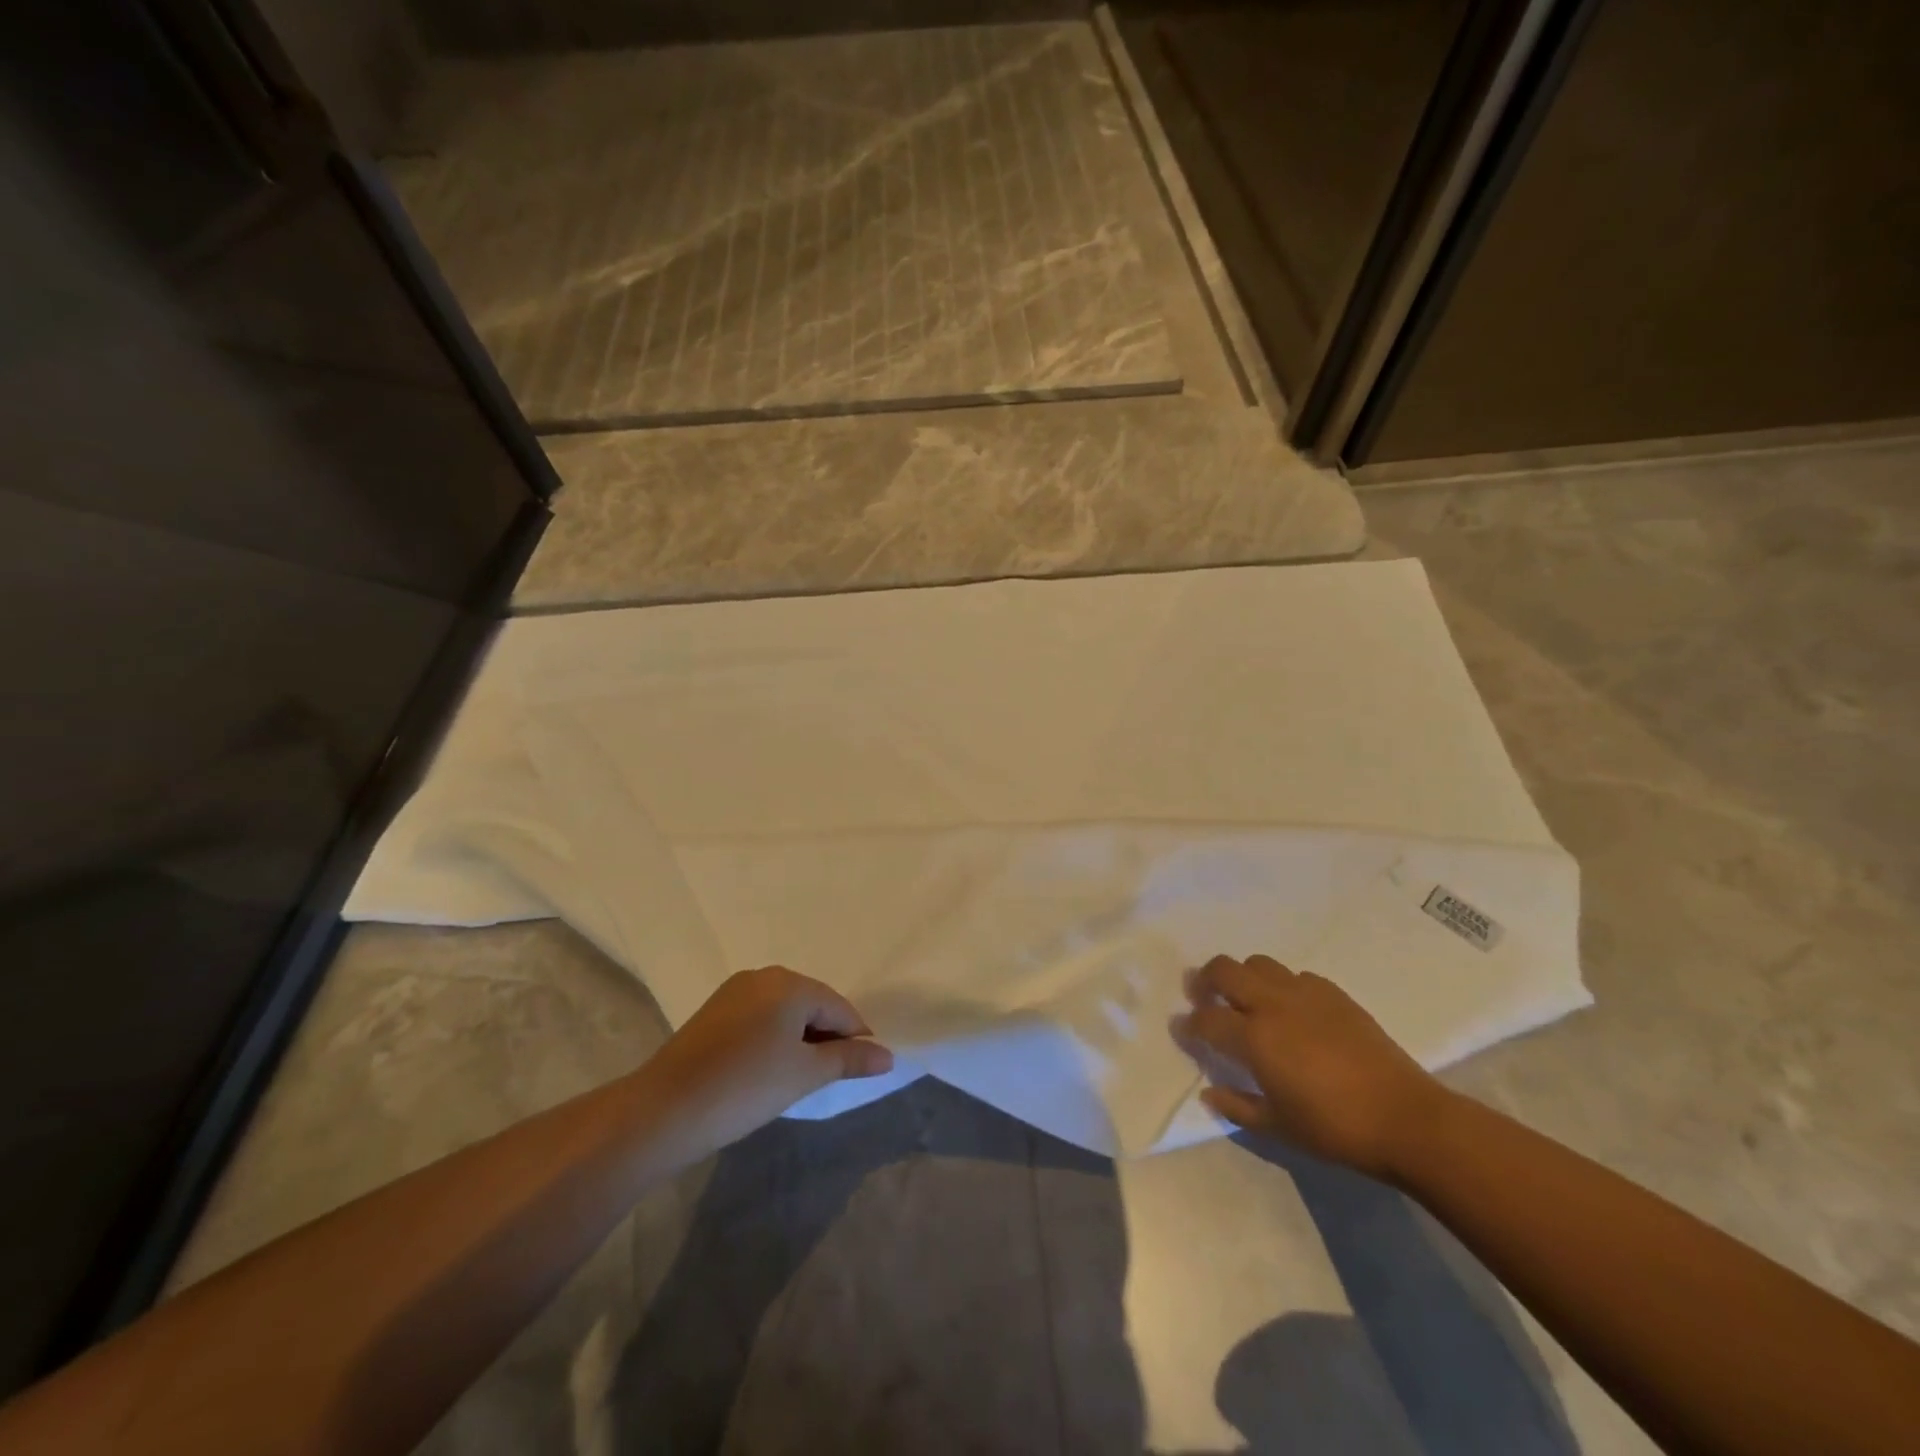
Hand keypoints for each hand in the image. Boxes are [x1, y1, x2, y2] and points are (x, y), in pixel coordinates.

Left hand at [640, 967, 893, 1159]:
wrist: (664, 1110)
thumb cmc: (746, 1087)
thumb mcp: (805, 1074)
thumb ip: (849, 1059)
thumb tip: (888, 1055)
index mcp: (790, 983)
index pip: (839, 1007)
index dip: (855, 1039)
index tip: (860, 1070)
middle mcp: (763, 976)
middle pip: (812, 1003)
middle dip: (826, 1037)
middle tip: (828, 1078)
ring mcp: (734, 991)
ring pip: (784, 1011)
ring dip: (799, 1039)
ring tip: (798, 1077)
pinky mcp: (714, 1012)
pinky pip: (759, 1018)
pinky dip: (772, 1039)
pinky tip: (767, 1070)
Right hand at [1171, 954, 1444, 1179]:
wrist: (1406, 1118)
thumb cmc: (1335, 1129)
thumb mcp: (1278, 1128)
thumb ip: (1238, 1106)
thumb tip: (1209, 1092)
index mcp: (1254, 1038)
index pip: (1206, 1019)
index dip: (1188, 1024)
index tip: (1182, 1029)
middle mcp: (1273, 1004)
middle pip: (1224, 970)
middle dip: (1205, 980)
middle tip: (1203, 997)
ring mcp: (1304, 993)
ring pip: (1258, 964)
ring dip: (1243, 977)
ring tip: (1247, 1000)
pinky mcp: (1333, 993)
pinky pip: (1295, 976)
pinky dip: (1282, 985)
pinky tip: (1292, 1010)